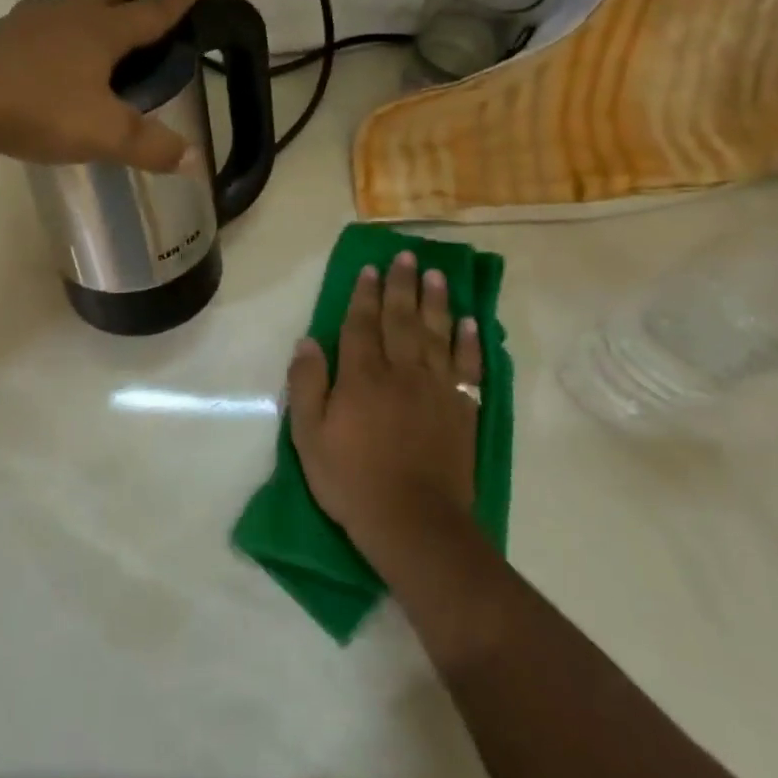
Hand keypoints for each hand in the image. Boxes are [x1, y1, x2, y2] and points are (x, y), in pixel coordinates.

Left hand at [0, 0, 205, 169]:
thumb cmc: (42, 109)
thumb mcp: (106, 135)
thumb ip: (152, 147)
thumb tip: (195, 161)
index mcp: (103, 30)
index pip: (153, 11)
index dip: (179, 1)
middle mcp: (69, 13)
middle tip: (139, 27)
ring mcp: (29, 19)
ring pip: (70, 2)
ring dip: (88, 13)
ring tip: (92, 49)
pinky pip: (37, 23)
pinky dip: (52, 34)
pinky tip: (46, 65)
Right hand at [288, 251, 481, 556]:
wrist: (413, 522)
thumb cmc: (352, 480)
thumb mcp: (309, 436)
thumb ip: (306, 384)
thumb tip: (307, 341)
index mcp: (361, 376)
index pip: (361, 324)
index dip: (364, 294)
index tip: (369, 268)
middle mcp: (401, 372)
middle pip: (401, 319)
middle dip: (401, 285)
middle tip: (406, 256)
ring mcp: (436, 388)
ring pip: (436, 333)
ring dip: (436, 301)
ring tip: (436, 274)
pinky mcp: (462, 409)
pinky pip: (467, 366)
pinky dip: (470, 342)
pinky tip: (470, 322)